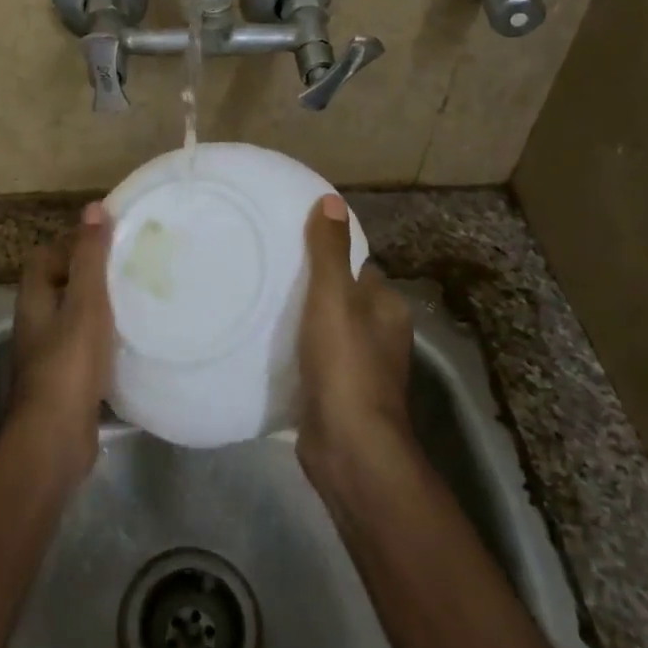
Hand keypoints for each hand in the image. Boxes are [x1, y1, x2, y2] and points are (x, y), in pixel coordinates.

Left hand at [10, 202, 115, 482]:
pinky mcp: (64, 381)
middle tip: (128, 265)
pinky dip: (103, 338)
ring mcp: (48, 355)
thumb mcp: (85, 302)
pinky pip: (83, 347)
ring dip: (98, 306)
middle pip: (59, 285)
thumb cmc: (69, 362)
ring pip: (73, 317)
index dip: (72, 242)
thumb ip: (90, 257)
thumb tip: (93, 208)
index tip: (108, 238)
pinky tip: (130, 340)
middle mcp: (35, 323)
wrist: (56, 438)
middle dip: (89, 273)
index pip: (45, 256)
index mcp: (34, 299)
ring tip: (135, 297)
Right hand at [295, 194, 414, 486]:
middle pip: (341, 298)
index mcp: (387, 307)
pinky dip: (297, 351)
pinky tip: (268, 345)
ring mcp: (361, 368)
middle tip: (267, 272)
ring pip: (327, 330)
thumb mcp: (334, 298)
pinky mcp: (339, 394)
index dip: (329, 254)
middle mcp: (381, 335)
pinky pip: (315, 360)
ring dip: (302, 321)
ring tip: (260, 302)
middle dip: (311, 287)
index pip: (358, 267)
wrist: (349, 447)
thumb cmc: (345, 364)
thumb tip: (331, 200)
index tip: (291, 244)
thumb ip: (329, 251)